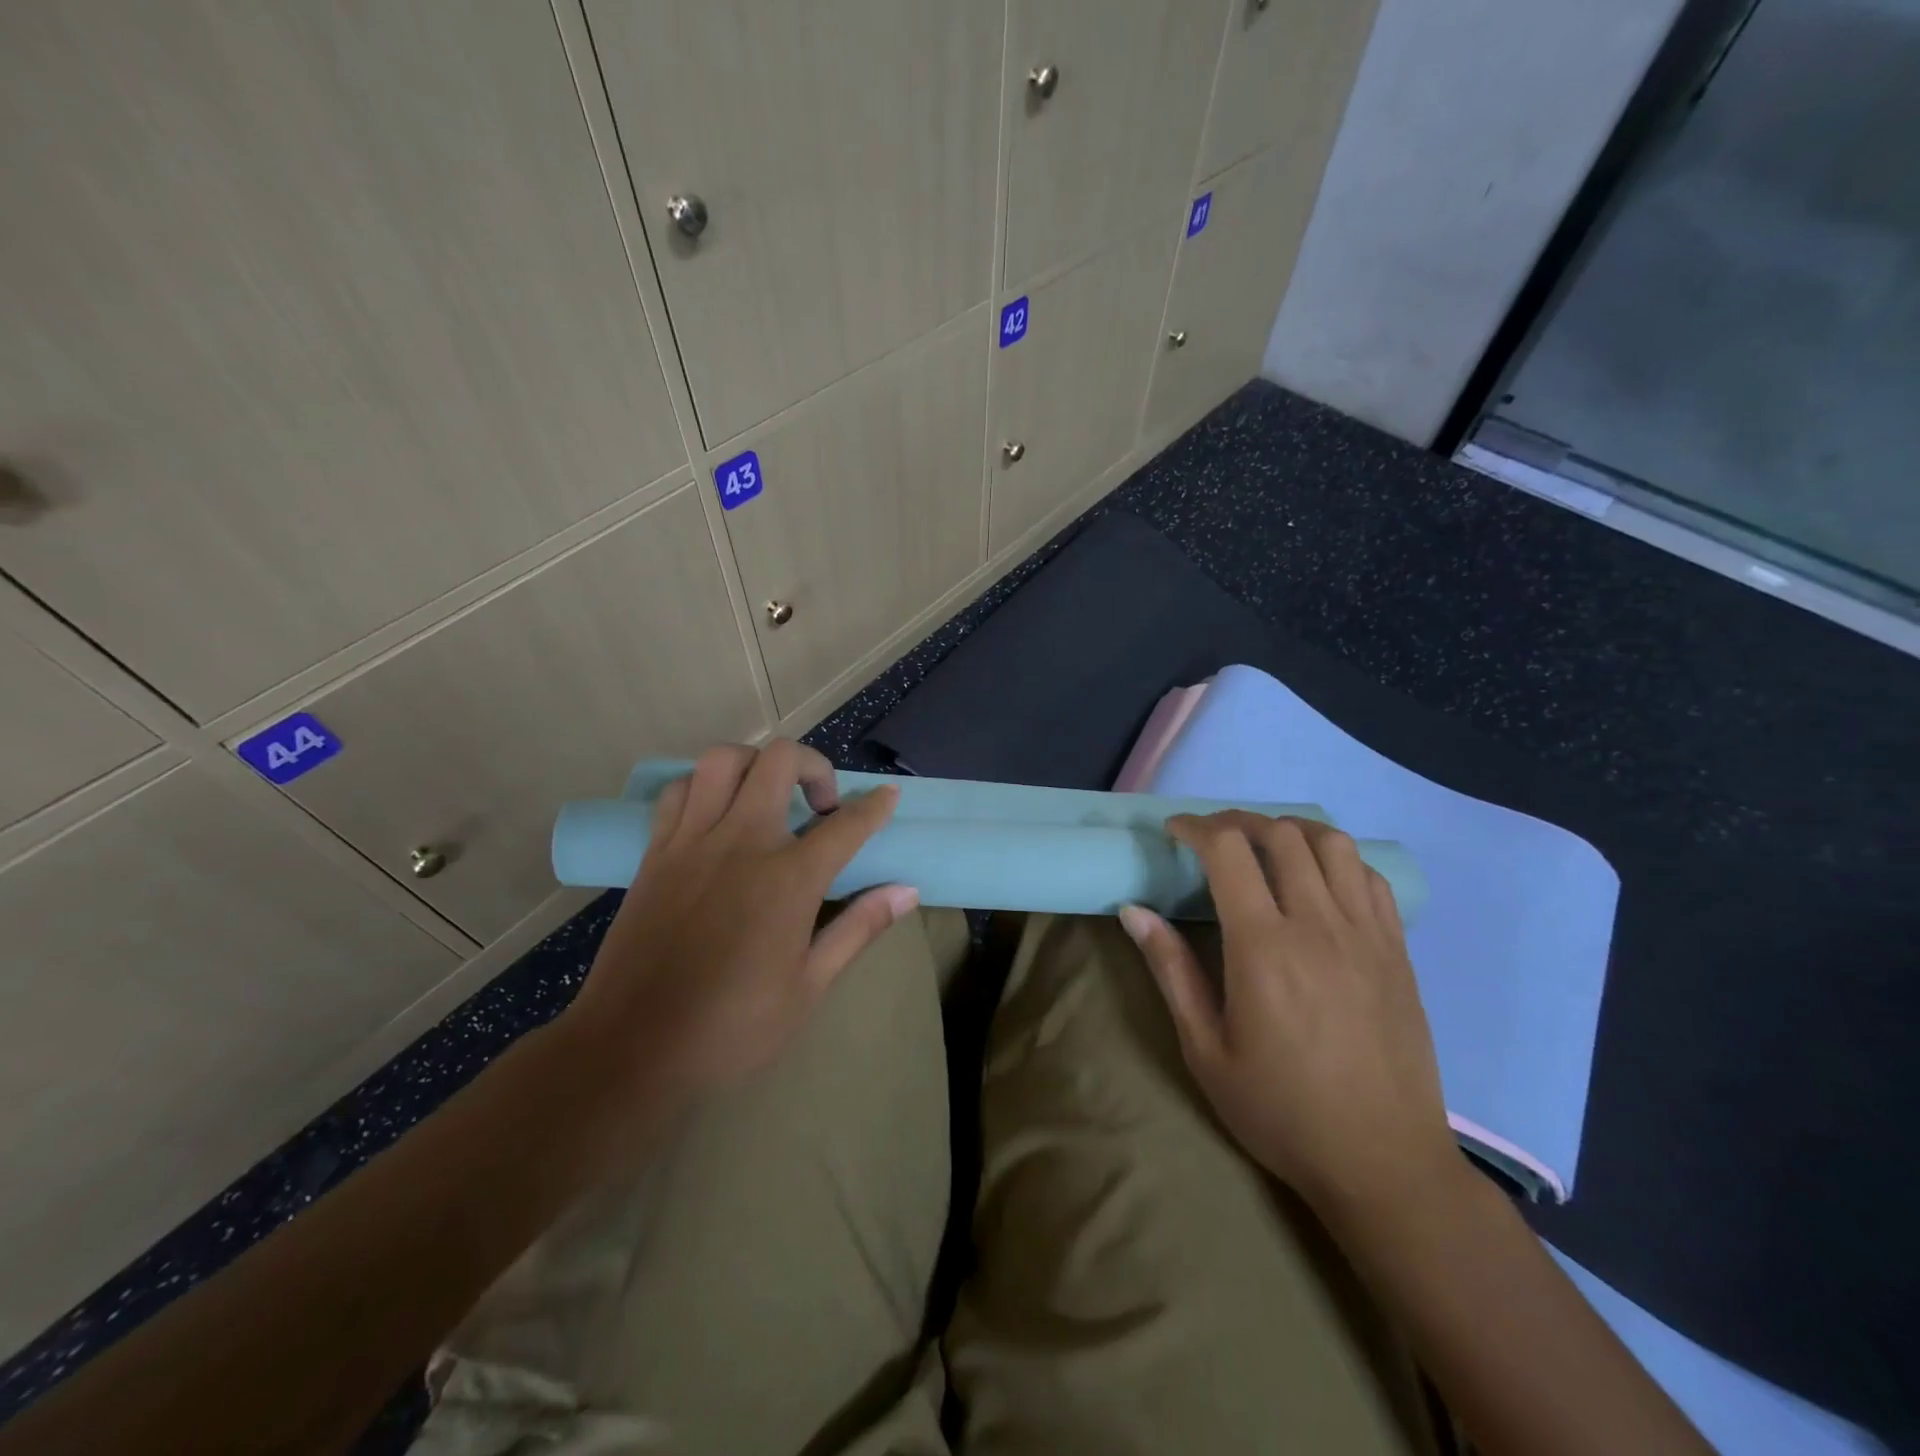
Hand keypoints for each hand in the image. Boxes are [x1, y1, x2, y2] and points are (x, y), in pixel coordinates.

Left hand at [564, 740, 915, 1101]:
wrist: (631, 1049)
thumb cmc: (731, 1028)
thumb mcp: (809, 988)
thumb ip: (858, 928)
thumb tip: (907, 891)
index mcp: (788, 879)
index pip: (846, 823)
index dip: (875, 805)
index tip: (887, 796)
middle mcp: (741, 843)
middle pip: (780, 762)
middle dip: (814, 765)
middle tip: (820, 803)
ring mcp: (692, 842)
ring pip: (723, 759)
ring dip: (755, 764)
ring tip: (767, 795)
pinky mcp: (655, 853)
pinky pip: (679, 791)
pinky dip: (704, 786)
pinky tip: (716, 815)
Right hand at [1120, 812, 1458, 1221]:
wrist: (1384, 1164)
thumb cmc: (1281, 1110)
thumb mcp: (1206, 1049)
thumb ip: (1171, 970)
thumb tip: (1133, 910)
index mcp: (1263, 947)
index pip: (1228, 850)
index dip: (1195, 827)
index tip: (1174, 832)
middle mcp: (1317, 925)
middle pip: (1279, 834)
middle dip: (1237, 821)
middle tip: (1212, 838)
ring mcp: (1366, 934)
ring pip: (1332, 844)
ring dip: (1290, 830)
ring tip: (1265, 847)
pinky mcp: (1397, 951)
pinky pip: (1370, 878)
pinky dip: (1338, 859)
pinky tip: (1318, 880)